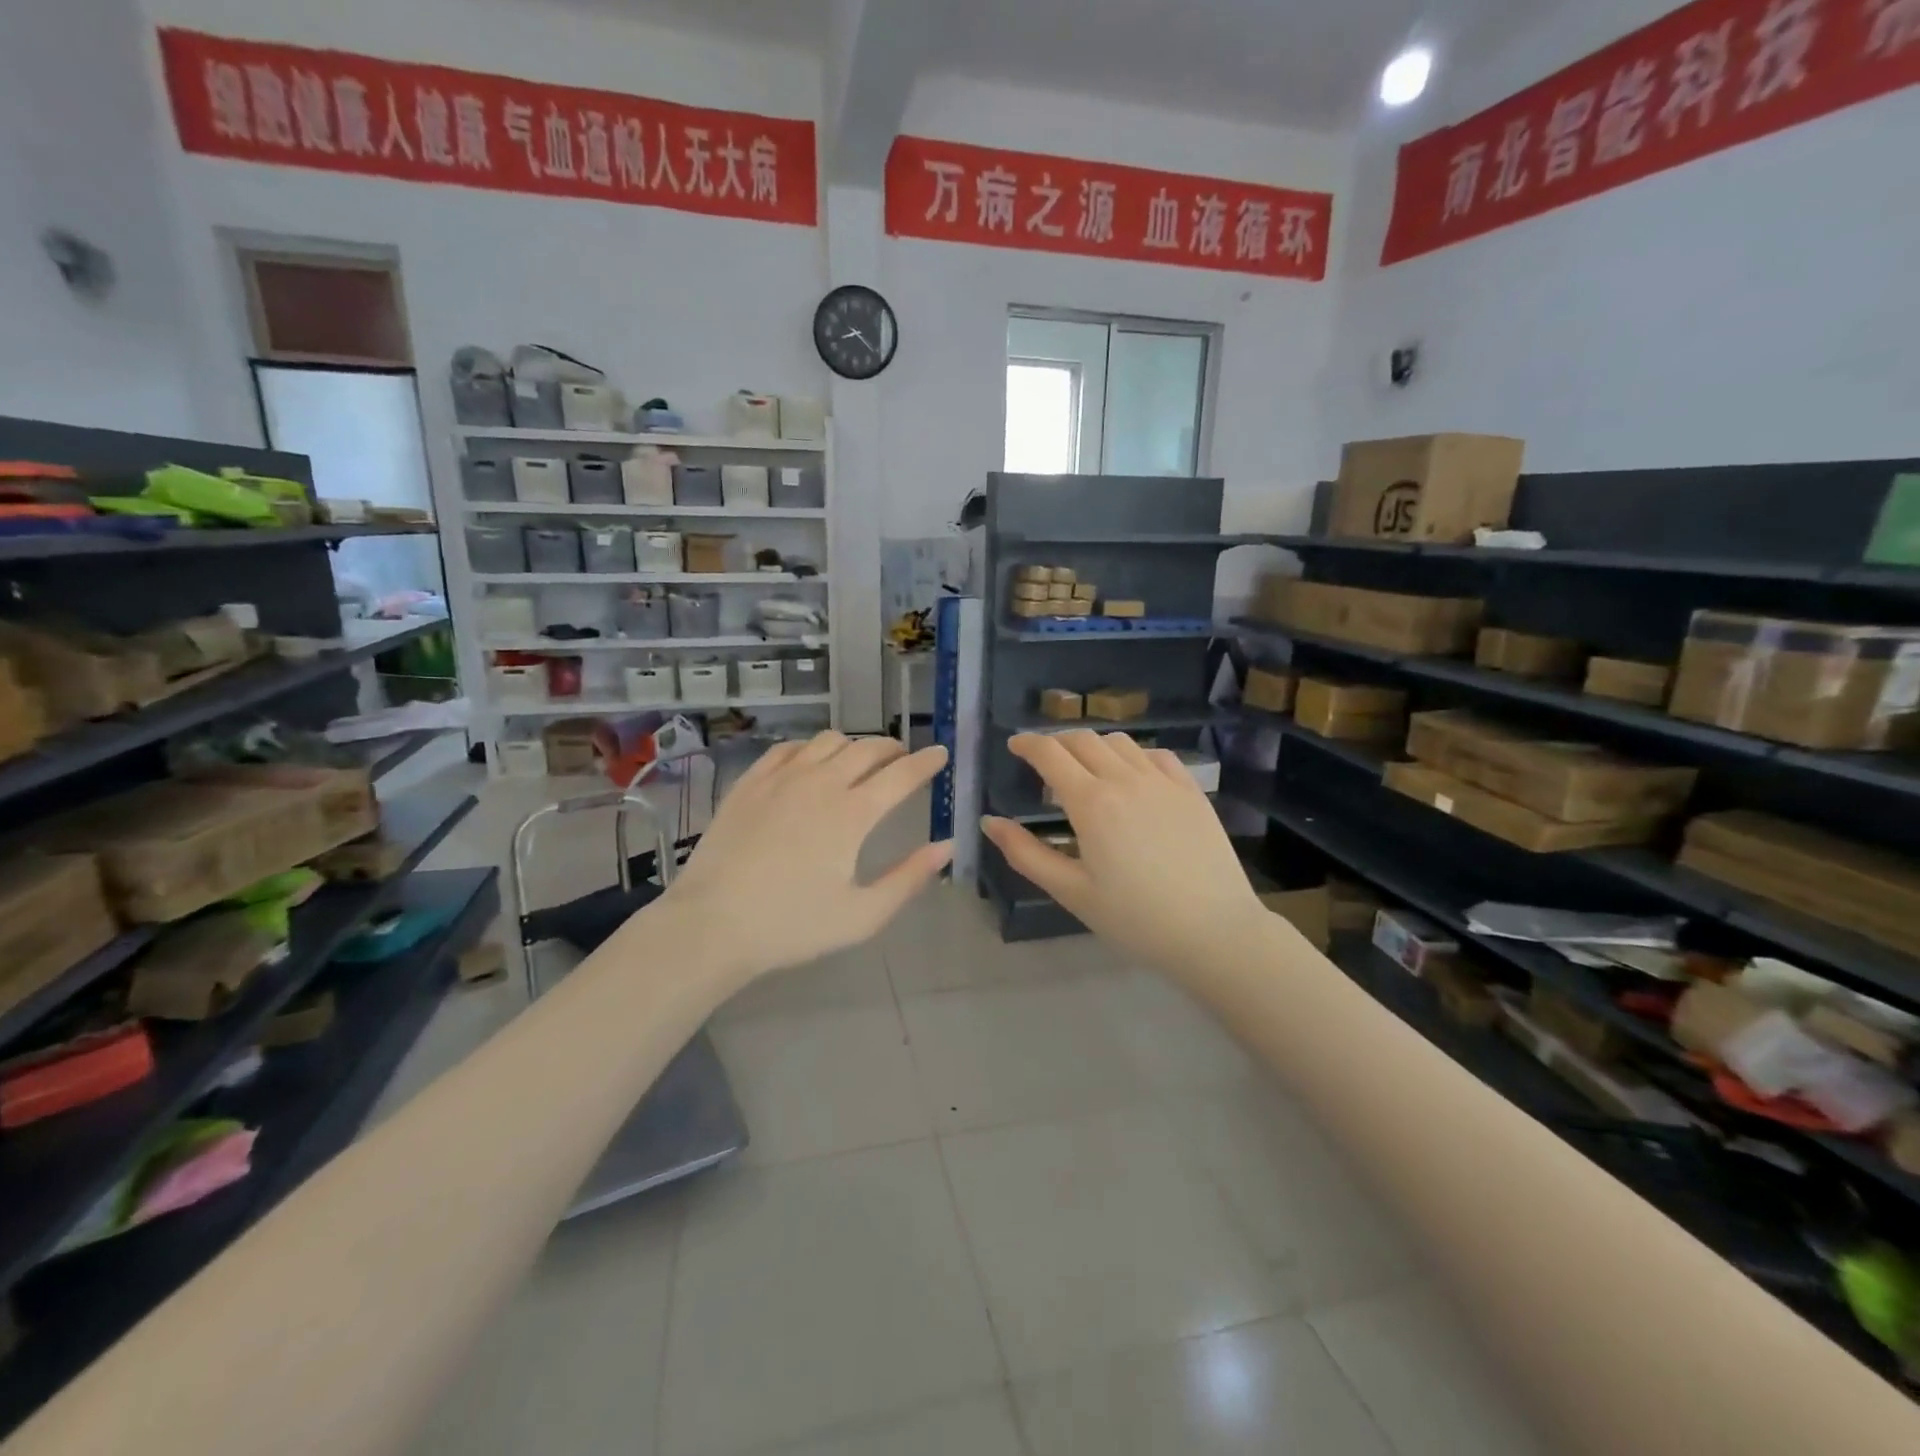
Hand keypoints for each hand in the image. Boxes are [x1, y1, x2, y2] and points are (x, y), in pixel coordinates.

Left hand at [656, 733, 950, 982]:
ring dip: (854, 745)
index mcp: (853, 814)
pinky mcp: (750, 782)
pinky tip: (811, 762)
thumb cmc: (792, 925)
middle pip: (867, 749)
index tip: (941, 753)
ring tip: (860, 760)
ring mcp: (781, 778)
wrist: (713, 924)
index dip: (926, 762)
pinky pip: (789, 748)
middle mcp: (821, 783)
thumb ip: (909, 878)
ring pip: (828, 741)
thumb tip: (946, 845)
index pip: (901, 775)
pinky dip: (811, 747)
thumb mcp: (862, 915)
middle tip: (904, 758)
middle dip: (893, 748)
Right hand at [981, 732, 1264, 975]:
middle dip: (1056, 742)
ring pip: (1120, 743)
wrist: (1214, 932)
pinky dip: (1133, 755)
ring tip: (1086, 769)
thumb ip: (1026, 854)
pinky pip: (1157, 755)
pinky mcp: (1191, 791)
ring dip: (1093, 746)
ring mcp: (1163, 781)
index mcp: (1091, 803)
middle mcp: (1126, 779)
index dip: (1027, 744)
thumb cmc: (1135, 919)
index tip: (1014, 745)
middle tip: (1044, 760)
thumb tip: (990, 822)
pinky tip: (1131, 775)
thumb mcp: (1071, 892)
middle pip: (1082, 740)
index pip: (1050, 753)